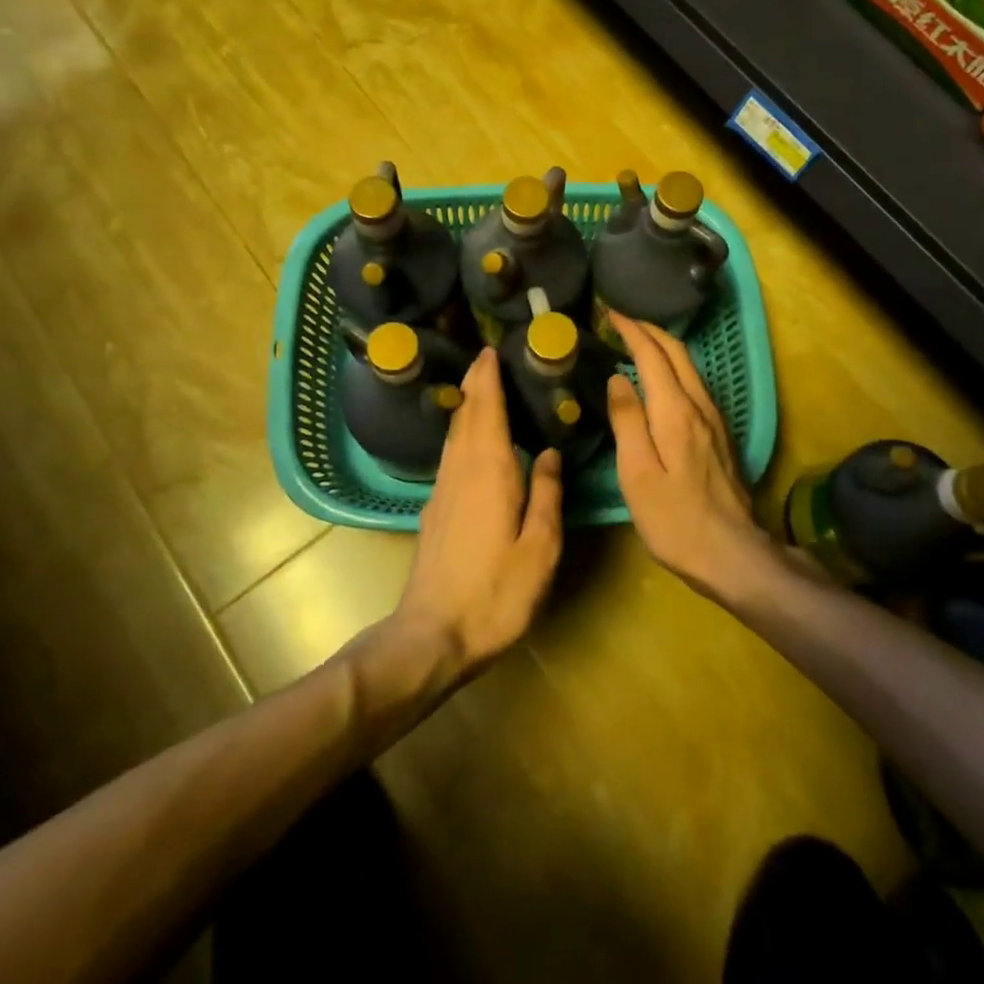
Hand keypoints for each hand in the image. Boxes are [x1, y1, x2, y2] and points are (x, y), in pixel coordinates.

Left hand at [392, 348, 562, 687]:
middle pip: (467, 415)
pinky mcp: (434, 509)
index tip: (491, 350)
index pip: (487, 410)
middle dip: (476, 384)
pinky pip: (450, 454)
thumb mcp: (539, 548)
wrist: (432, 634)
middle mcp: (461, 470)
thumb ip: (548, 495)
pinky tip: (470, 441)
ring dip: (467, 406)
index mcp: (490, 470)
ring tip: (481, 388)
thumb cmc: (495, 592)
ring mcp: (443, 489)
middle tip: (487, 357)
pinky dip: (461, 433)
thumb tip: (551, 452)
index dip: (488, 378)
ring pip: (454, 434)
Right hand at [606, 316, 771, 598]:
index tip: (609, 314)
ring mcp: (715, 420)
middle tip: (621, 321)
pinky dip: (674, 368)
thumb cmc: (674, 518)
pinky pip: (695, 385)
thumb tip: (618, 378)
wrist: (732, 553)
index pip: (653, 354)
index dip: (631, 330)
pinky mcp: (720, 435)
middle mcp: (700, 406)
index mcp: (676, 411)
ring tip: (636, 343)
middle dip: (649, 331)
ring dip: (663, 347)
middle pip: (677, 353)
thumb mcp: (638, 473)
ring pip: (689, 367)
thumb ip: (627, 420)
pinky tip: (662, 380)